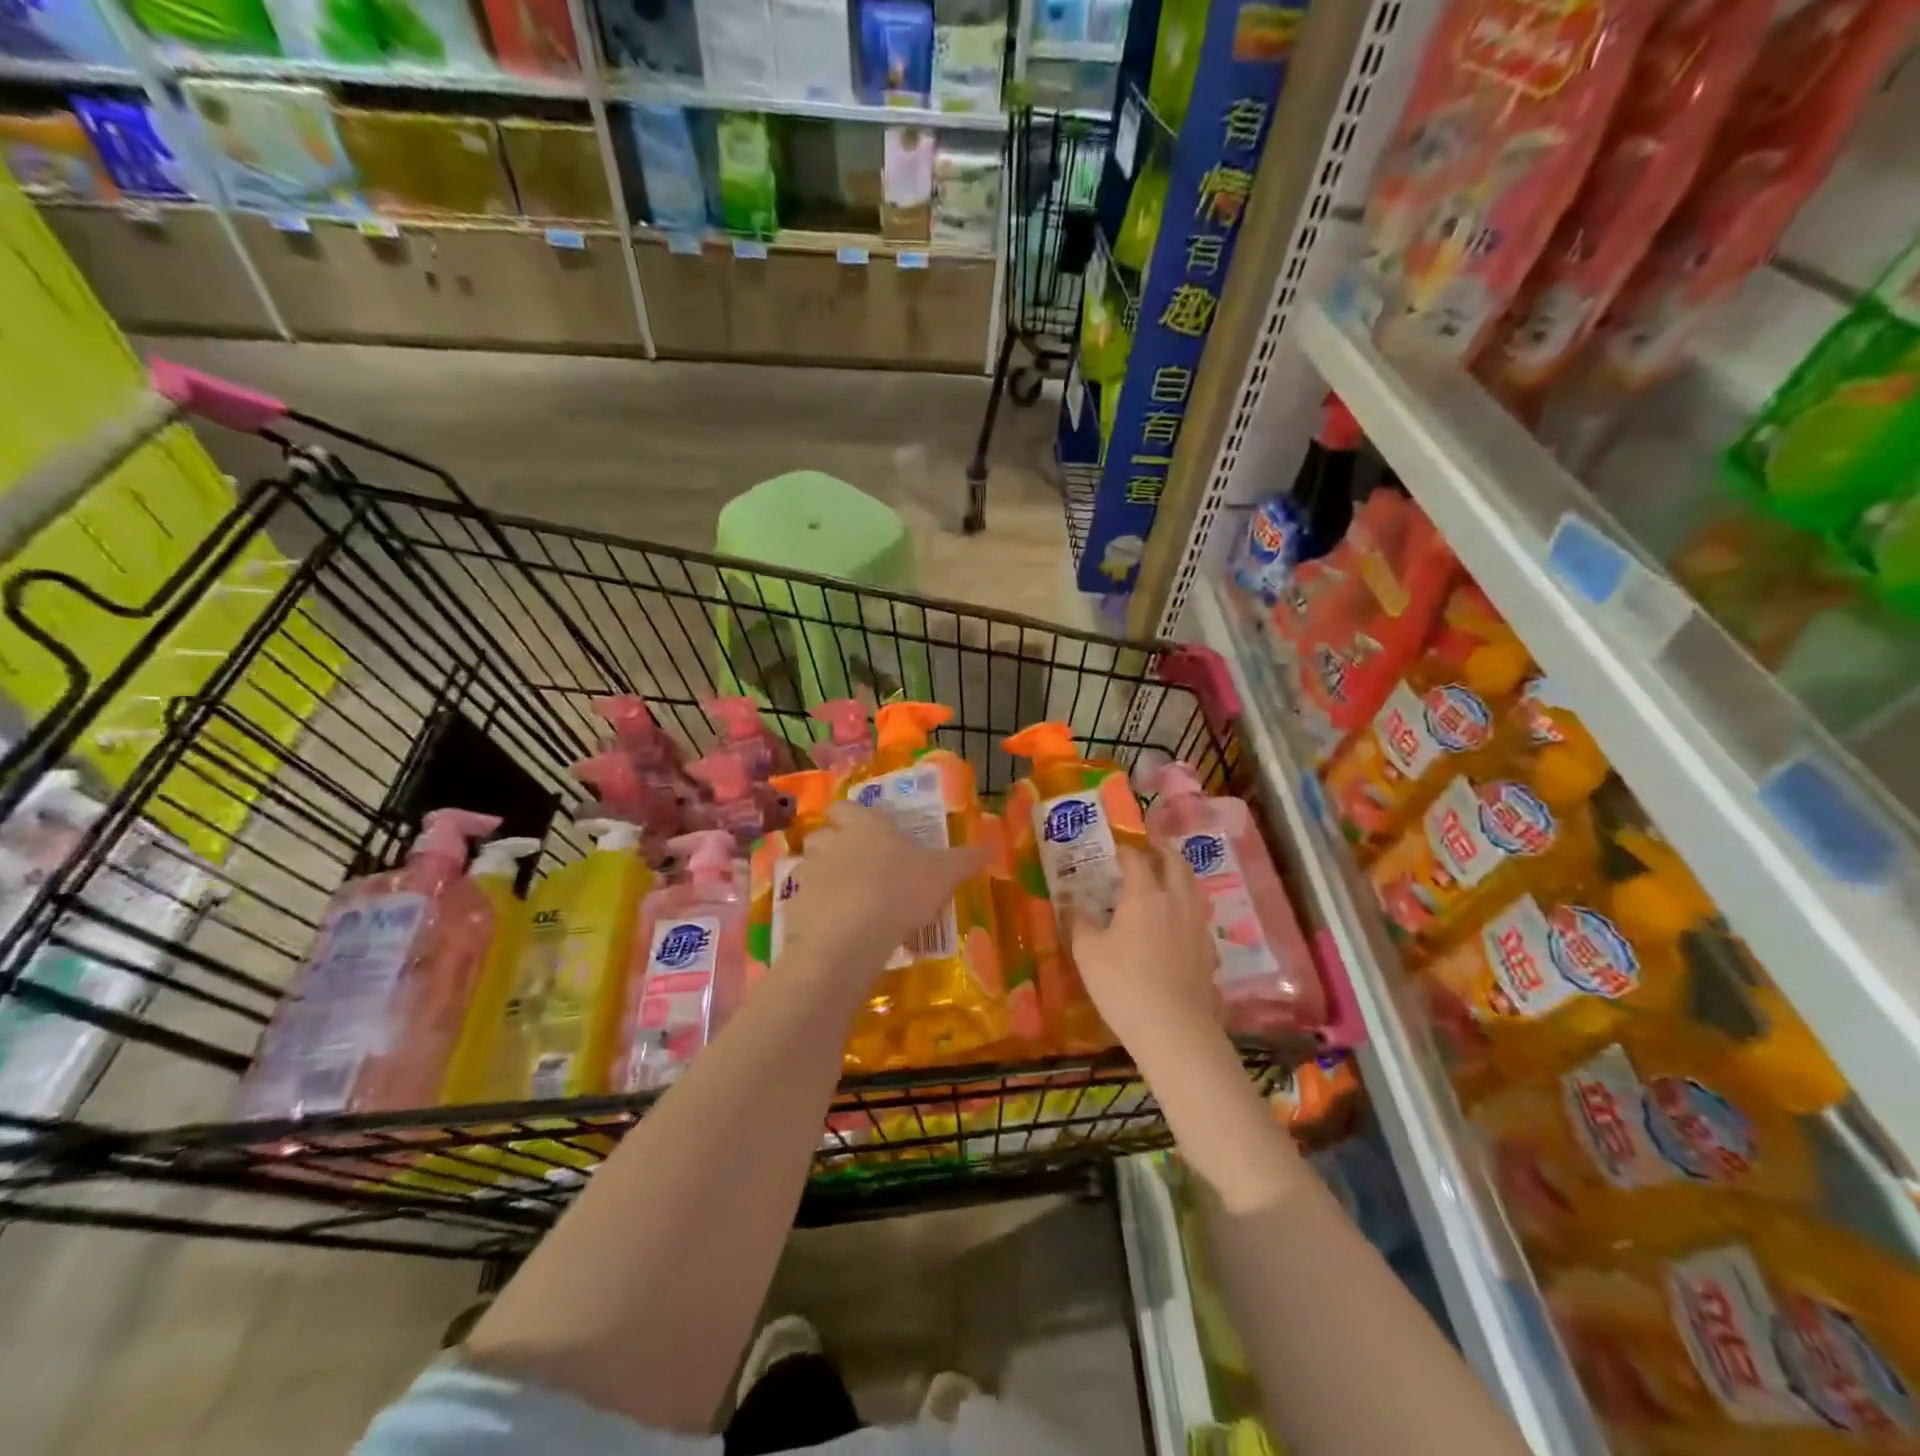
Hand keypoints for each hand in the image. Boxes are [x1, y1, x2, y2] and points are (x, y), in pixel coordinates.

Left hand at [779, 802, 989, 999]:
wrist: (852, 935)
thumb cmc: (900, 890)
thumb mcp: (943, 874)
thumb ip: (966, 859)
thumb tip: (991, 847)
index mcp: (863, 825)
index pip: (845, 807)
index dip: (852, 817)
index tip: (868, 832)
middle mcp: (830, 842)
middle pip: (822, 835)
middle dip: (834, 846)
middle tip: (859, 867)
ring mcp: (808, 874)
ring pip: (810, 868)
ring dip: (824, 879)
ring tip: (848, 901)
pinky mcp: (794, 907)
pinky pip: (804, 903)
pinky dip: (816, 911)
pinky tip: (837, 929)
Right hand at [1066, 843, 1221, 1055]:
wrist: (1173, 1028)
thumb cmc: (1123, 984)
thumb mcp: (1087, 952)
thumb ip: (1079, 923)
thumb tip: (1071, 905)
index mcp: (1144, 894)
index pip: (1136, 859)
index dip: (1125, 850)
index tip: (1115, 849)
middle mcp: (1176, 901)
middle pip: (1175, 863)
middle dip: (1161, 851)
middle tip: (1148, 849)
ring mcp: (1196, 924)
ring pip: (1193, 885)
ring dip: (1179, 873)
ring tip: (1166, 876)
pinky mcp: (1208, 948)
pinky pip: (1199, 913)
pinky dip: (1188, 903)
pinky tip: (1178, 918)